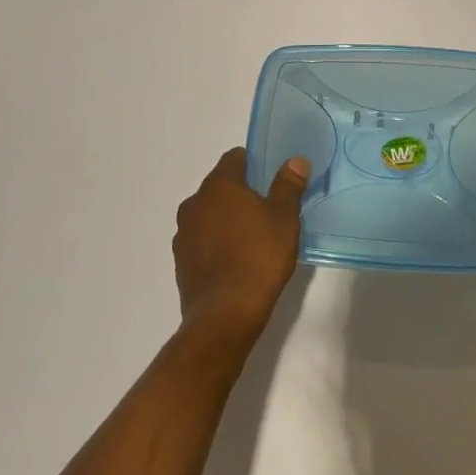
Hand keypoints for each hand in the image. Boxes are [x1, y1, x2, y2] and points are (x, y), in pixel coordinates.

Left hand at [173, 148, 308, 343]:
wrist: (224, 316)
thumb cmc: (259, 258)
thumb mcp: (284, 218)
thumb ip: (288, 186)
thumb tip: (296, 161)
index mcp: (219, 185)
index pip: (233, 158)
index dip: (252, 164)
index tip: (268, 179)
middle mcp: (195, 202)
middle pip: (219, 186)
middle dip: (239, 193)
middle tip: (265, 210)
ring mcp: (184, 232)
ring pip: (208, 213)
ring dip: (224, 218)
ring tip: (250, 238)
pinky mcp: (180, 260)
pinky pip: (200, 240)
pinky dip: (214, 242)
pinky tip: (233, 261)